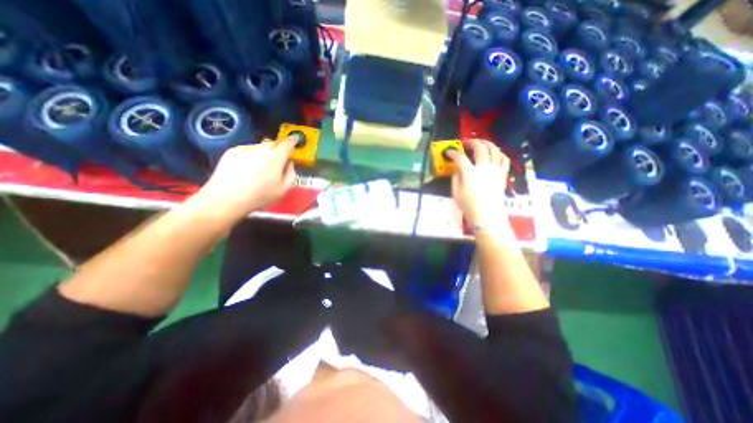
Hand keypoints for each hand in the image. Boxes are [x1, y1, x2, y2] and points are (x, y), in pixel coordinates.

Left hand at [192, 138, 298, 221]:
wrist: (226, 198)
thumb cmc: (258, 196)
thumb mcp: (283, 190)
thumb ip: (291, 174)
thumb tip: (290, 165)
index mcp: (275, 158)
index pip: (287, 144)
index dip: (292, 140)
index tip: (295, 138)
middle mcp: (260, 150)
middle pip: (273, 143)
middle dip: (278, 149)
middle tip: (278, 161)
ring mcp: (245, 149)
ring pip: (260, 147)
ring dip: (264, 153)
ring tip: (259, 170)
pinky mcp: (232, 151)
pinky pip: (247, 150)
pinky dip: (251, 156)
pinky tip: (247, 170)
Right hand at [446, 138, 510, 228]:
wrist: (487, 215)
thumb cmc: (469, 205)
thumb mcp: (455, 192)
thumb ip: (455, 178)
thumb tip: (457, 169)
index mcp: (470, 173)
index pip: (460, 157)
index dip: (453, 152)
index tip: (449, 152)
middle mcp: (484, 168)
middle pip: (480, 147)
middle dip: (472, 142)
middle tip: (466, 143)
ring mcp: (496, 170)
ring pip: (494, 149)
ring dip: (487, 143)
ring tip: (481, 144)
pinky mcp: (503, 174)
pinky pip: (504, 158)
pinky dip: (499, 153)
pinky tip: (494, 154)